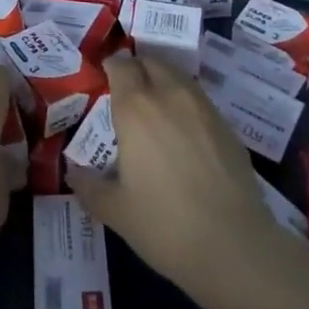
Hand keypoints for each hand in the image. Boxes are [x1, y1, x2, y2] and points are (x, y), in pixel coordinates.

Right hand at [69, 52, 293, 308]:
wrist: (235, 246)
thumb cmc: (165, 225)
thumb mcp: (115, 211)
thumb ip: (89, 186)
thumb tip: (72, 172)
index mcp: (135, 108)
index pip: (120, 66)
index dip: (111, 67)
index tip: (104, 78)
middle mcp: (169, 95)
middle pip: (151, 62)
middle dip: (137, 68)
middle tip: (128, 90)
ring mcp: (202, 107)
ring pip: (177, 76)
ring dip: (162, 80)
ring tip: (155, 105)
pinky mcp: (227, 124)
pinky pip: (198, 98)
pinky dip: (185, 101)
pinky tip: (183, 129)